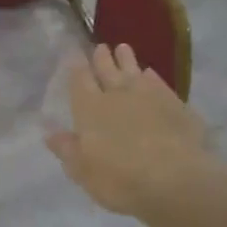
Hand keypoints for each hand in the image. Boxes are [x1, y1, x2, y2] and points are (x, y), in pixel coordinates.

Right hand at [45, 44, 216, 217]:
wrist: (176, 180)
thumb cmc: (120, 180)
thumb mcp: (83, 171)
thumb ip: (67, 149)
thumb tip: (50, 133)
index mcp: (90, 109)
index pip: (80, 82)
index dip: (76, 68)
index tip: (74, 55)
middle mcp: (118, 95)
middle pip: (107, 70)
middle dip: (102, 58)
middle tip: (101, 47)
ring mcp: (149, 96)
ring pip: (134, 71)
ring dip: (128, 60)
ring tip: (123, 48)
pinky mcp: (175, 104)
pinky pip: (159, 83)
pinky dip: (152, 77)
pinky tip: (151, 74)